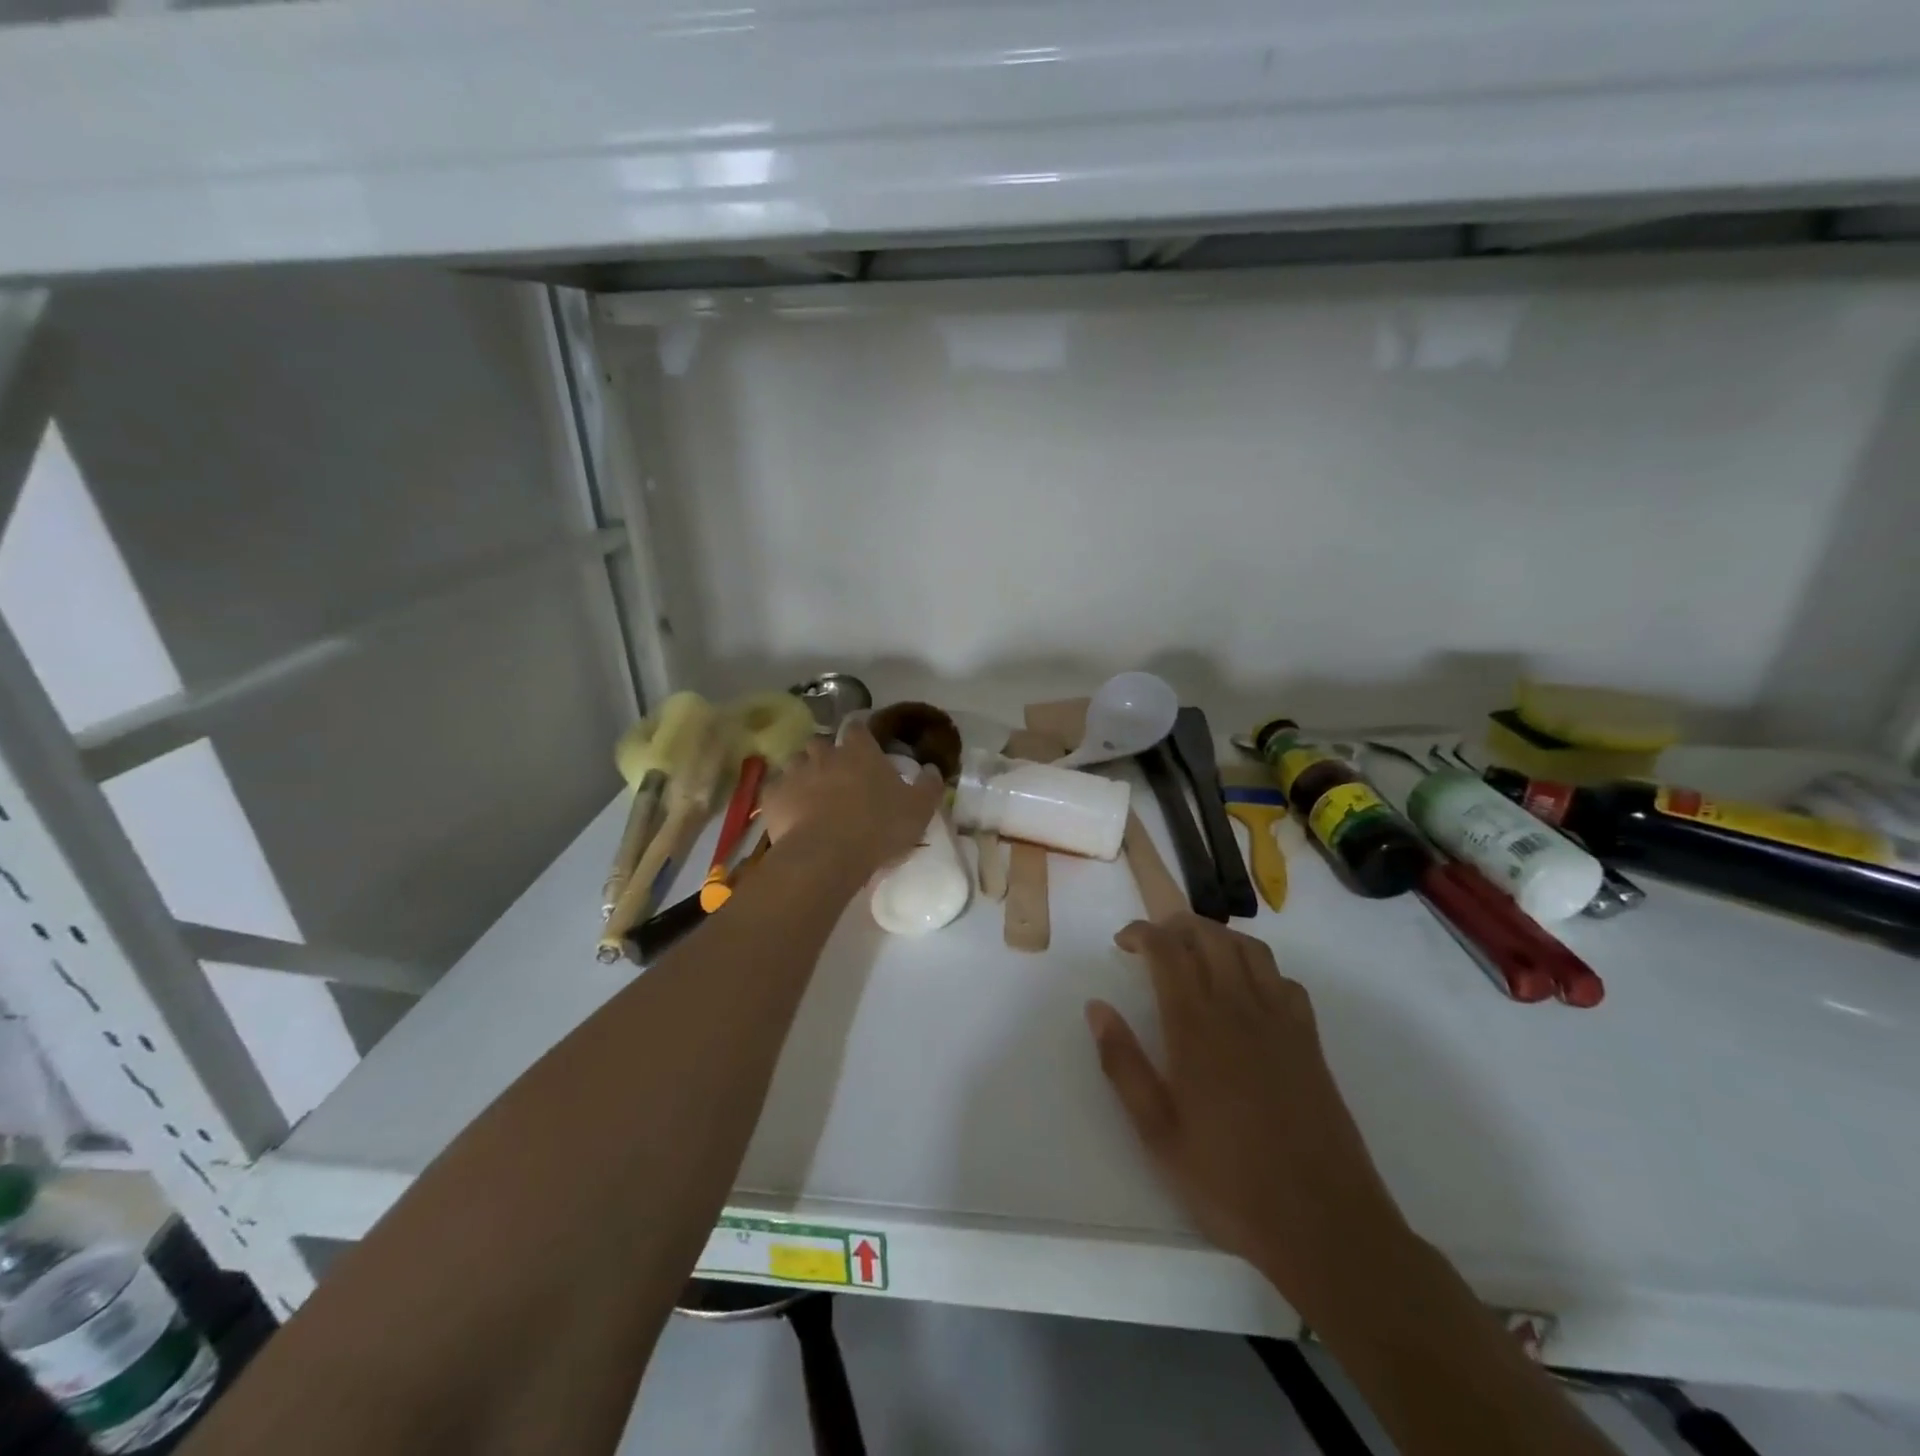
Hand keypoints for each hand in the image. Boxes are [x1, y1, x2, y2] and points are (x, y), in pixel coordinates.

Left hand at [759, 724, 942, 875]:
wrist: (827, 855)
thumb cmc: (878, 827)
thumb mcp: (918, 810)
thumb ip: (929, 786)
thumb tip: (933, 769)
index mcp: (859, 751)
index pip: (858, 728)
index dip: (860, 735)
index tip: (864, 746)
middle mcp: (824, 754)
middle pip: (821, 742)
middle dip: (827, 753)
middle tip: (837, 774)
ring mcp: (794, 773)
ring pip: (795, 762)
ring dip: (803, 773)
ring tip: (811, 794)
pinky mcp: (772, 797)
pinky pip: (776, 790)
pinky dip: (783, 797)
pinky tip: (791, 813)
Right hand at [1087, 916, 1408, 1307]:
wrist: (1323, 1224)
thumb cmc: (1228, 1181)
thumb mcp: (1157, 1132)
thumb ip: (1122, 1063)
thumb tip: (1096, 1007)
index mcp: (1196, 1027)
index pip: (1168, 951)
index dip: (1142, 933)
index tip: (1123, 941)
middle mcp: (1239, 1009)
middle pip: (1210, 936)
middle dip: (1176, 926)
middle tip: (1154, 943)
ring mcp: (1281, 1022)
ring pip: (1250, 950)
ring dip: (1218, 938)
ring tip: (1196, 955)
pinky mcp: (1310, 1041)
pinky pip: (1284, 981)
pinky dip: (1259, 969)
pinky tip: (1247, 994)